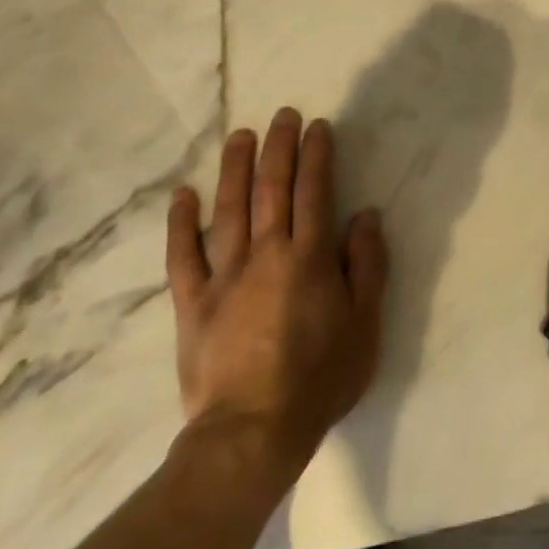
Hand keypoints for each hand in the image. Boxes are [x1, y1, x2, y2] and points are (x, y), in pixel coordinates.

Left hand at [165, 109, 387, 478]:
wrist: (253, 432)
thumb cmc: (320, 378)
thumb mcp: (365, 323)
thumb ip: (367, 265)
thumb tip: (365, 215)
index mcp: (309, 257)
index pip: (314, 191)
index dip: (316, 155)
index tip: (317, 126)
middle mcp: (266, 254)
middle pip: (271, 189)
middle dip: (278, 148)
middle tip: (282, 115)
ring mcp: (224, 276)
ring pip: (228, 209)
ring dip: (235, 168)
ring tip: (241, 134)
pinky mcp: (192, 303)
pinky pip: (183, 255)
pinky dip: (181, 222)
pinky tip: (184, 194)